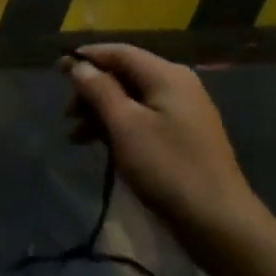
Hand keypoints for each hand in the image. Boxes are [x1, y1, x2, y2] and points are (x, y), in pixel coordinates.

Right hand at [65, 45, 268, 255]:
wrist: (219, 222)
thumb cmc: (167, 167)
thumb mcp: (125, 126)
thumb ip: (99, 90)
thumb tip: (78, 64)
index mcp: (166, 75)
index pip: (119, 52)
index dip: (86, 57)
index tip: (57, 70)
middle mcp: (177, 85)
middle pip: (124, 74)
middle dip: (91, 90)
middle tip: (66, 114)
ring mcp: (183, 111)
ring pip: (131, 99)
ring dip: (101, 112)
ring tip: (75, 136)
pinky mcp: (183, 136)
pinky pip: (143, 118)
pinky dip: (119, 126)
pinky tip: (100, 145)